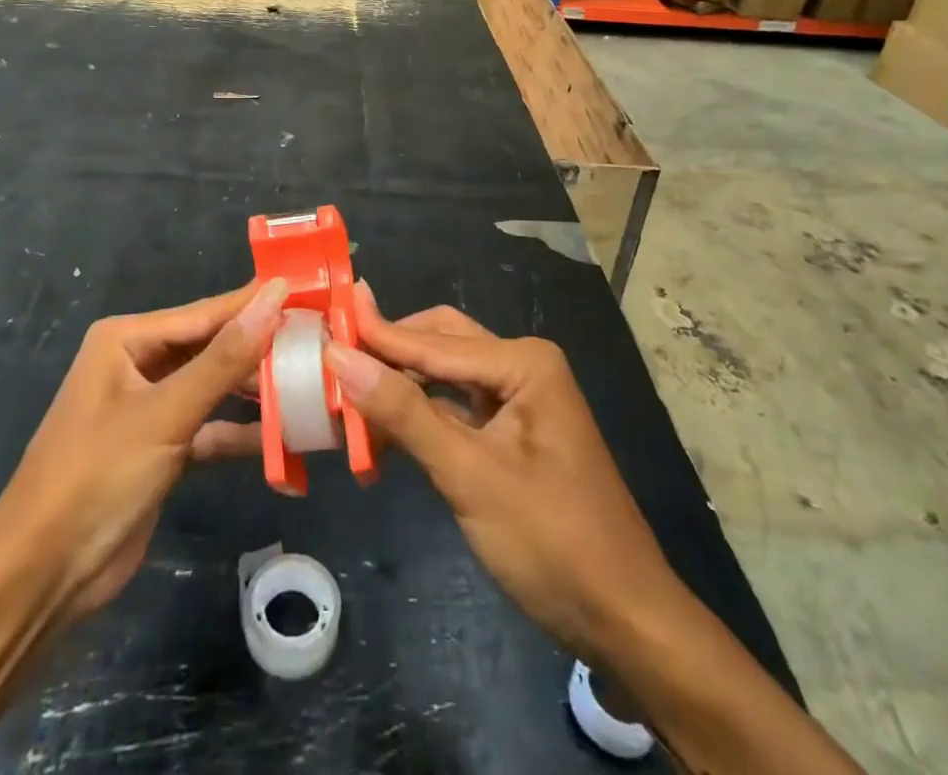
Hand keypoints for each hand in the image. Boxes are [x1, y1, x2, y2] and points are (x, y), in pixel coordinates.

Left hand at [0, 277, 290, 624]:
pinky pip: (209, 428)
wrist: (42, 578)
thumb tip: (275, 297)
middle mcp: (138, 364)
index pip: (206, 314)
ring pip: (214, 388)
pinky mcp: (161, 448)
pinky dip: (239, 433)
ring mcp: (150, 407)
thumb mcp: (165, 413)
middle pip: (212, 348)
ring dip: (254, 392)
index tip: (308, 291)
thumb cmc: (97, 476)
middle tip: (320, 341)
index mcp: (128, 340)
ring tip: (311, 384)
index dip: (256, 303)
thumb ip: (224, 359)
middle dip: (260, 349)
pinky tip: (283, 437)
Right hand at [324, 284, 681, 665]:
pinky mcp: (511, 434)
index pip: (432, 341)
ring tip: (344, 399)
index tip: (321, 325)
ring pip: (443, 377)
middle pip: (438, 344)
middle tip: (330, 361)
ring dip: (399, 389)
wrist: (626, 622)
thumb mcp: (470, 476)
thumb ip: (404, 414)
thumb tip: (340, 357)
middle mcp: (521, 366)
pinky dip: (418, 419)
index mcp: (523, 362)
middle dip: (388, 356)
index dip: (374, 336)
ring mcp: (518, 400)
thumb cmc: (553, 543)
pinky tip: (381, 436)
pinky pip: (454, 409)